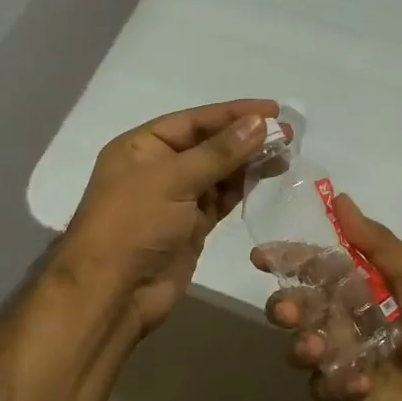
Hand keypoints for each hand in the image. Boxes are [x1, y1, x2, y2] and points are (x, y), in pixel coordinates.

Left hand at [56, 99, 278, 333]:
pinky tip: (266, 177)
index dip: (233, 113)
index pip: (193, 121)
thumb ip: (219, 152)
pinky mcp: (191, 227)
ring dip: (248, 162)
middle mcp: (158, 168)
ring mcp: (175, 200)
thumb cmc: (134, 224)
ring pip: (218, 173)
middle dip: (245, 137)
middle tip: (287, 132)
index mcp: (142, 146)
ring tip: (285, 153)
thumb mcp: (173, 180)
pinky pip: (220, 199)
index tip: (273, 109)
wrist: (114, 291)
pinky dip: (242, 187)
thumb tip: (259, 123)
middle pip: (208, 145)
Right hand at [259, 194, 401, 400]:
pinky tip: (363, 383)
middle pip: (293, 309)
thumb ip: (374, 242)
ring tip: (318, 350)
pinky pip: (321, 389)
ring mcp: (336, 357)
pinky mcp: (341, 393)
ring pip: (297, 349)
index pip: (309, 269)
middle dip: (283, 307)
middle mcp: (337, 319)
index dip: (284, 260)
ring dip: (301, 347)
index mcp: (352, 288)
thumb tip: (339, 199)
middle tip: (290, 313)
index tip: (260, 257)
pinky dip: (336, 385)